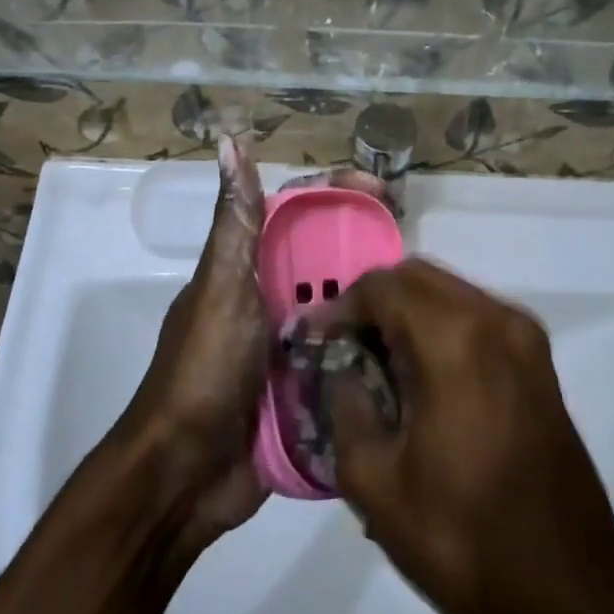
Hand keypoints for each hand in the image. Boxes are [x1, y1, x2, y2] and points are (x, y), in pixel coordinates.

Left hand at [118, 143, 395, 543]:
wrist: (185, 474)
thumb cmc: (204, 371)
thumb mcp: (221, 288)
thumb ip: (234, 221)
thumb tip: (229, 140)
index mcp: (250, 267)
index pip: (299, 211)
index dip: (339, 191)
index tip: (384, 192)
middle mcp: (272, 298)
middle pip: (328, 257)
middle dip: (370, 245)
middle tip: (420, 251)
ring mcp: (290, 344)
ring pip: (343, 306)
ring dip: (378, 299)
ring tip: (428, 299)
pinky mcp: (306, 387)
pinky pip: (346, 357)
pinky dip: (372, 349)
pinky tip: (413, 348)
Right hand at [326, 260, 613, 613]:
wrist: (570, 601)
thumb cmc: (464, 544)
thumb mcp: (375, 483)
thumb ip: (346, 407)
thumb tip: (341, 371)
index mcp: (455, 341)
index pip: (382, 287)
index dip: (340, 306)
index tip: (313, 340)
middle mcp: (497, 321)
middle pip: (418, 277)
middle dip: (373, 301)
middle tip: (341, 347)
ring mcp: (527, 340)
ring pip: (450, 293)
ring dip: (407, 312)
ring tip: (375, 362)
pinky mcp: (541, 364)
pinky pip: (477, 318)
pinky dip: (440, 327)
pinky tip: (420, 376)